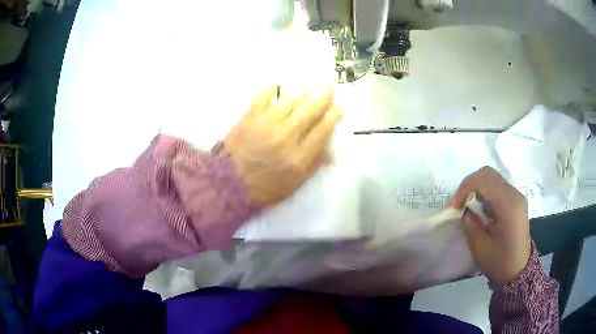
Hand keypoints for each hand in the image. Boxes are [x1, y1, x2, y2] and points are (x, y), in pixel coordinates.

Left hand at [224, 85, 342, 206]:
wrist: (228, 185)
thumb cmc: (263, 188)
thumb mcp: (293, 185)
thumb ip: (313, 166)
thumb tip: (331, 152)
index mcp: (298, 157)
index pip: (322, 131)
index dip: (333, 117)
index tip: (340, 106)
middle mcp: (286, 137)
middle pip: (309, 111)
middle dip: (322, 96)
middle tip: (330, 85)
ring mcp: (267, 125)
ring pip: (290, 102)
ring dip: (303, 91)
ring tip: (312, 83)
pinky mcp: (249, 118)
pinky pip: (262, 98)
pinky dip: (269, 90)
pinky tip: (276, 85)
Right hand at [451, 167, 531, 285]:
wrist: (518, 271)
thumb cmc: (499, 262)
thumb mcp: (480, 247)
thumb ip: (470, 223)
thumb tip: (465, 210)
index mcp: (508, 204)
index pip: (483, 180)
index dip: (464, 188)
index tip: (454, 207)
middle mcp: (514, 194)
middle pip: (488, 174)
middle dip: (470, 185)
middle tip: (459, 204)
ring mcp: (517, 196)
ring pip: (493, 179)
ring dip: (477, 189)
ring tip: (468, 207)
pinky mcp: (516, 201)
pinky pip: (498, 187)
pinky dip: (485, 193)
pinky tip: (480, 210)